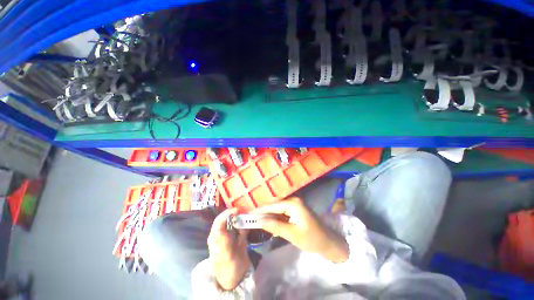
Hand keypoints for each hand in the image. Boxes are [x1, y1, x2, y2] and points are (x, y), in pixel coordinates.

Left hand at [207, 208, 249, 289]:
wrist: (236, 277)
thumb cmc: (228, 268)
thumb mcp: (226, 257)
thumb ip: (224, 243)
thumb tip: (222, 230)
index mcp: (215, 237)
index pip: (219, 220)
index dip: (227, 213)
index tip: (238, 210)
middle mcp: (221, 233)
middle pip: (227, 218)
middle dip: (235, 212)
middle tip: (245, 210)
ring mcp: (230, 233)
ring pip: (234, 220)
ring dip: (241, 216)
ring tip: (248, 214)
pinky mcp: (237, 235)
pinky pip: (241, 225)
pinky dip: (245, 222)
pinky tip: (250, 221)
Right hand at [251, 197, 348, 262]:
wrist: (328, 242)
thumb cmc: (312, 239)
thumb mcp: (292, 234)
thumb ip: (275, 226)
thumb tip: (260, 221)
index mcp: (293, 204)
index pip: (273, 206)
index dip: (260, 210)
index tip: (248, 214)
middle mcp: (293, 201)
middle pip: (274, 206)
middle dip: (263, 213)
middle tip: (250, 218)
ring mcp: (295, 205)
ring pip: (277, 209)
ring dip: (268, 215)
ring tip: (256, 220)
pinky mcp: (295, 210)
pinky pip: (282, 213)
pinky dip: (275, 218)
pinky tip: (268, 222)